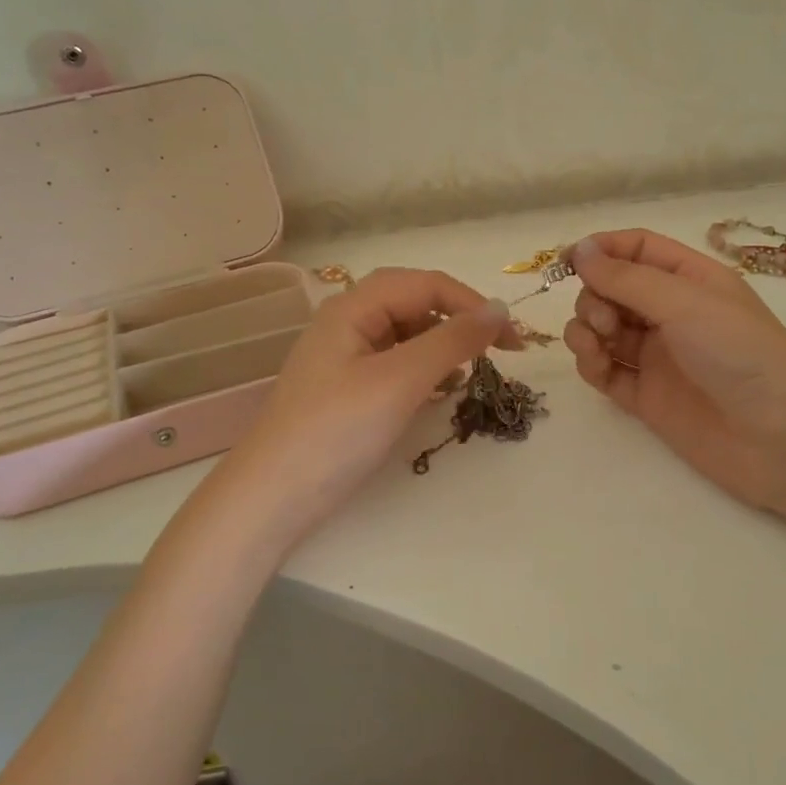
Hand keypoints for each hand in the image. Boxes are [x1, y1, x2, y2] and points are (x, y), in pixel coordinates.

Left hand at [211, 268, 519, 540]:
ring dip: (442, 346)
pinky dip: (423, 371)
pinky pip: (394, 363)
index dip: (472, 304)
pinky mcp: (346, 389)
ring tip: (466, 375)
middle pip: (414, 303)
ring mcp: (343, 357)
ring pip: (406, 334)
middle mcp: (346, 322)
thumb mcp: (401, 380)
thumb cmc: (337, 432)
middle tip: (499, 351)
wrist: (272, 499)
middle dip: (458, 321)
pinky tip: (437, 392)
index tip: (513, 341)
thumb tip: (500, 309)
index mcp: (352, 307)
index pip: (425, 284)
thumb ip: (452, 340)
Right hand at [562, 229, 785, 514]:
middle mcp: (672, 314)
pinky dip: (592, 364)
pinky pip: (606, 372)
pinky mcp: (647, 398)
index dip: (601, 250)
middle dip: (595, 297)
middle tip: (605, 320)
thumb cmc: (740, 352)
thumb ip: (625, 278)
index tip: (566, 261)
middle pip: (613, 291)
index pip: (637, 250)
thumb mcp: (684, 302)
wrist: (783, 438)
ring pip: (604, 332)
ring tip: (596, 344)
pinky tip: (595, 365)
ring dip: (587, 330)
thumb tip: (578, 249)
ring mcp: (658, 358)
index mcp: (690, 280)